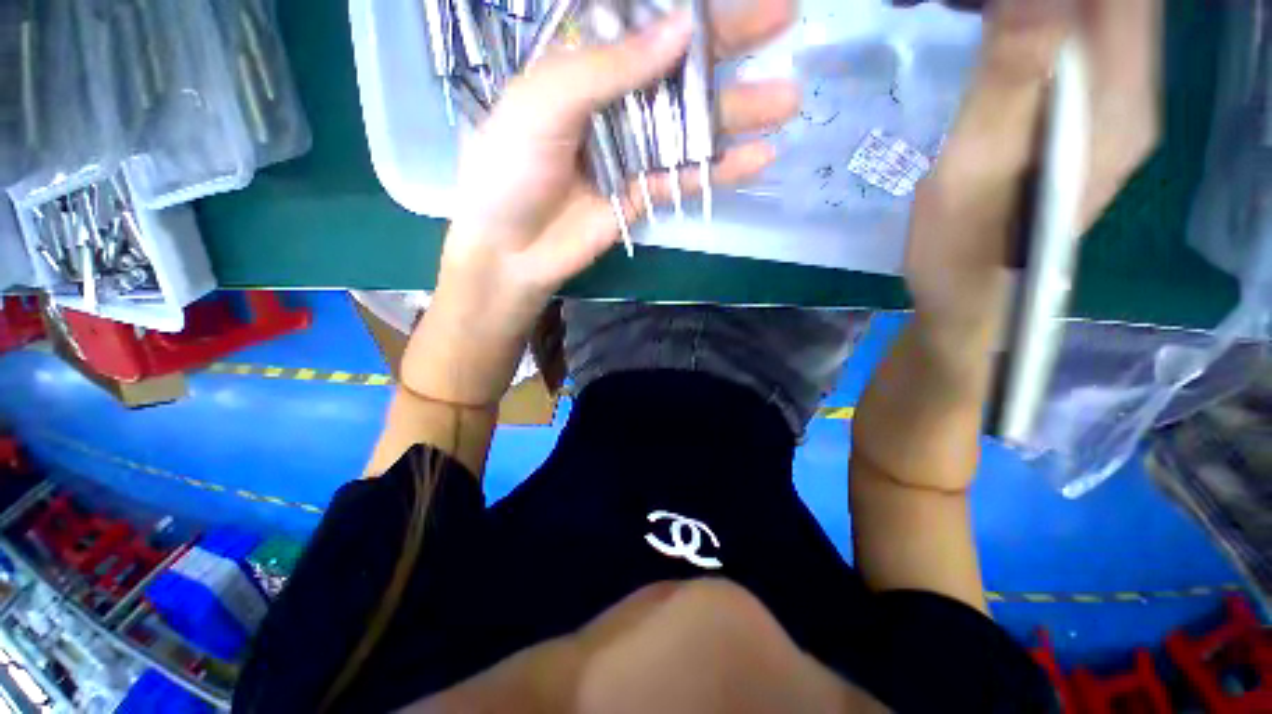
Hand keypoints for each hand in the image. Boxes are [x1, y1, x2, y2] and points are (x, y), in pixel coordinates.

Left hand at [435, 1, 799, 338]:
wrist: (511, 249)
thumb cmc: (510, 170)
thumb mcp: (545, 103)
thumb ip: (608, 68)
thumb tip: (681, 31)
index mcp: (583, 67)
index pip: (644, 24)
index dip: (692, 8)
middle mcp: (614, 103)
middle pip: (679, 68)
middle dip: (731, 44)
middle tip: (788, 20)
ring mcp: (632, 151)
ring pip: (691, 125)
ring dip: (739, 113)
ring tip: (789, 100)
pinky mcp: (642, 193)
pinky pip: (686, 177)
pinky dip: (721, 170)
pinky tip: (760, 159)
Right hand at [904, 0, 1160, 347]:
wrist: (974, 302)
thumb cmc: (963, 253)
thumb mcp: (974, 167)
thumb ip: (1009, 77)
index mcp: (1116, 103)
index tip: (994, 0)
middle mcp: (1131, 96)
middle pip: (1110, 4)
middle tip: (968, 5)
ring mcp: (1111, 109)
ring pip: (1093, 18)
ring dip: (1031, 7)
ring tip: (968, 10)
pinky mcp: (1084, 121)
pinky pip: (1074, 45)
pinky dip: (1034, 24)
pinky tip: (990, 33)